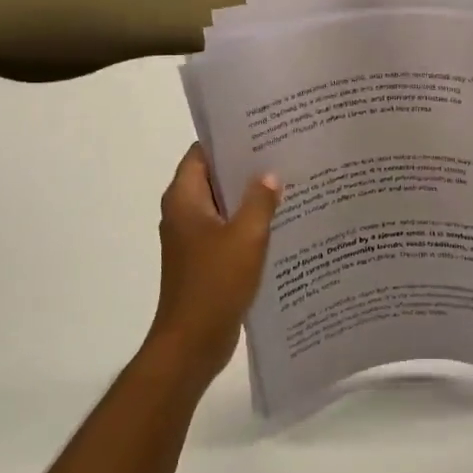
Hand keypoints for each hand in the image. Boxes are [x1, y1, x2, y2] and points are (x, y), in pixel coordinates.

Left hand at [150, 144, 280, 383]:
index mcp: (184, 199)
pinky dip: (249, 223)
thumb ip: (260, 200)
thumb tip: (269, 175)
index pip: (202, 153)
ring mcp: (193, 238)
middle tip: (283, 152)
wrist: (192, 343)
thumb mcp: (246, 236)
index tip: (262, 129)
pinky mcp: (204, 260)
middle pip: (214, 177)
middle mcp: (183, 213)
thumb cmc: (214, 283)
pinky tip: (281, 221)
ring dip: (250, 197)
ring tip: (288, 181)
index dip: (229, 139)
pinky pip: (228, 230)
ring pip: (224, 205)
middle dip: (246, 166)